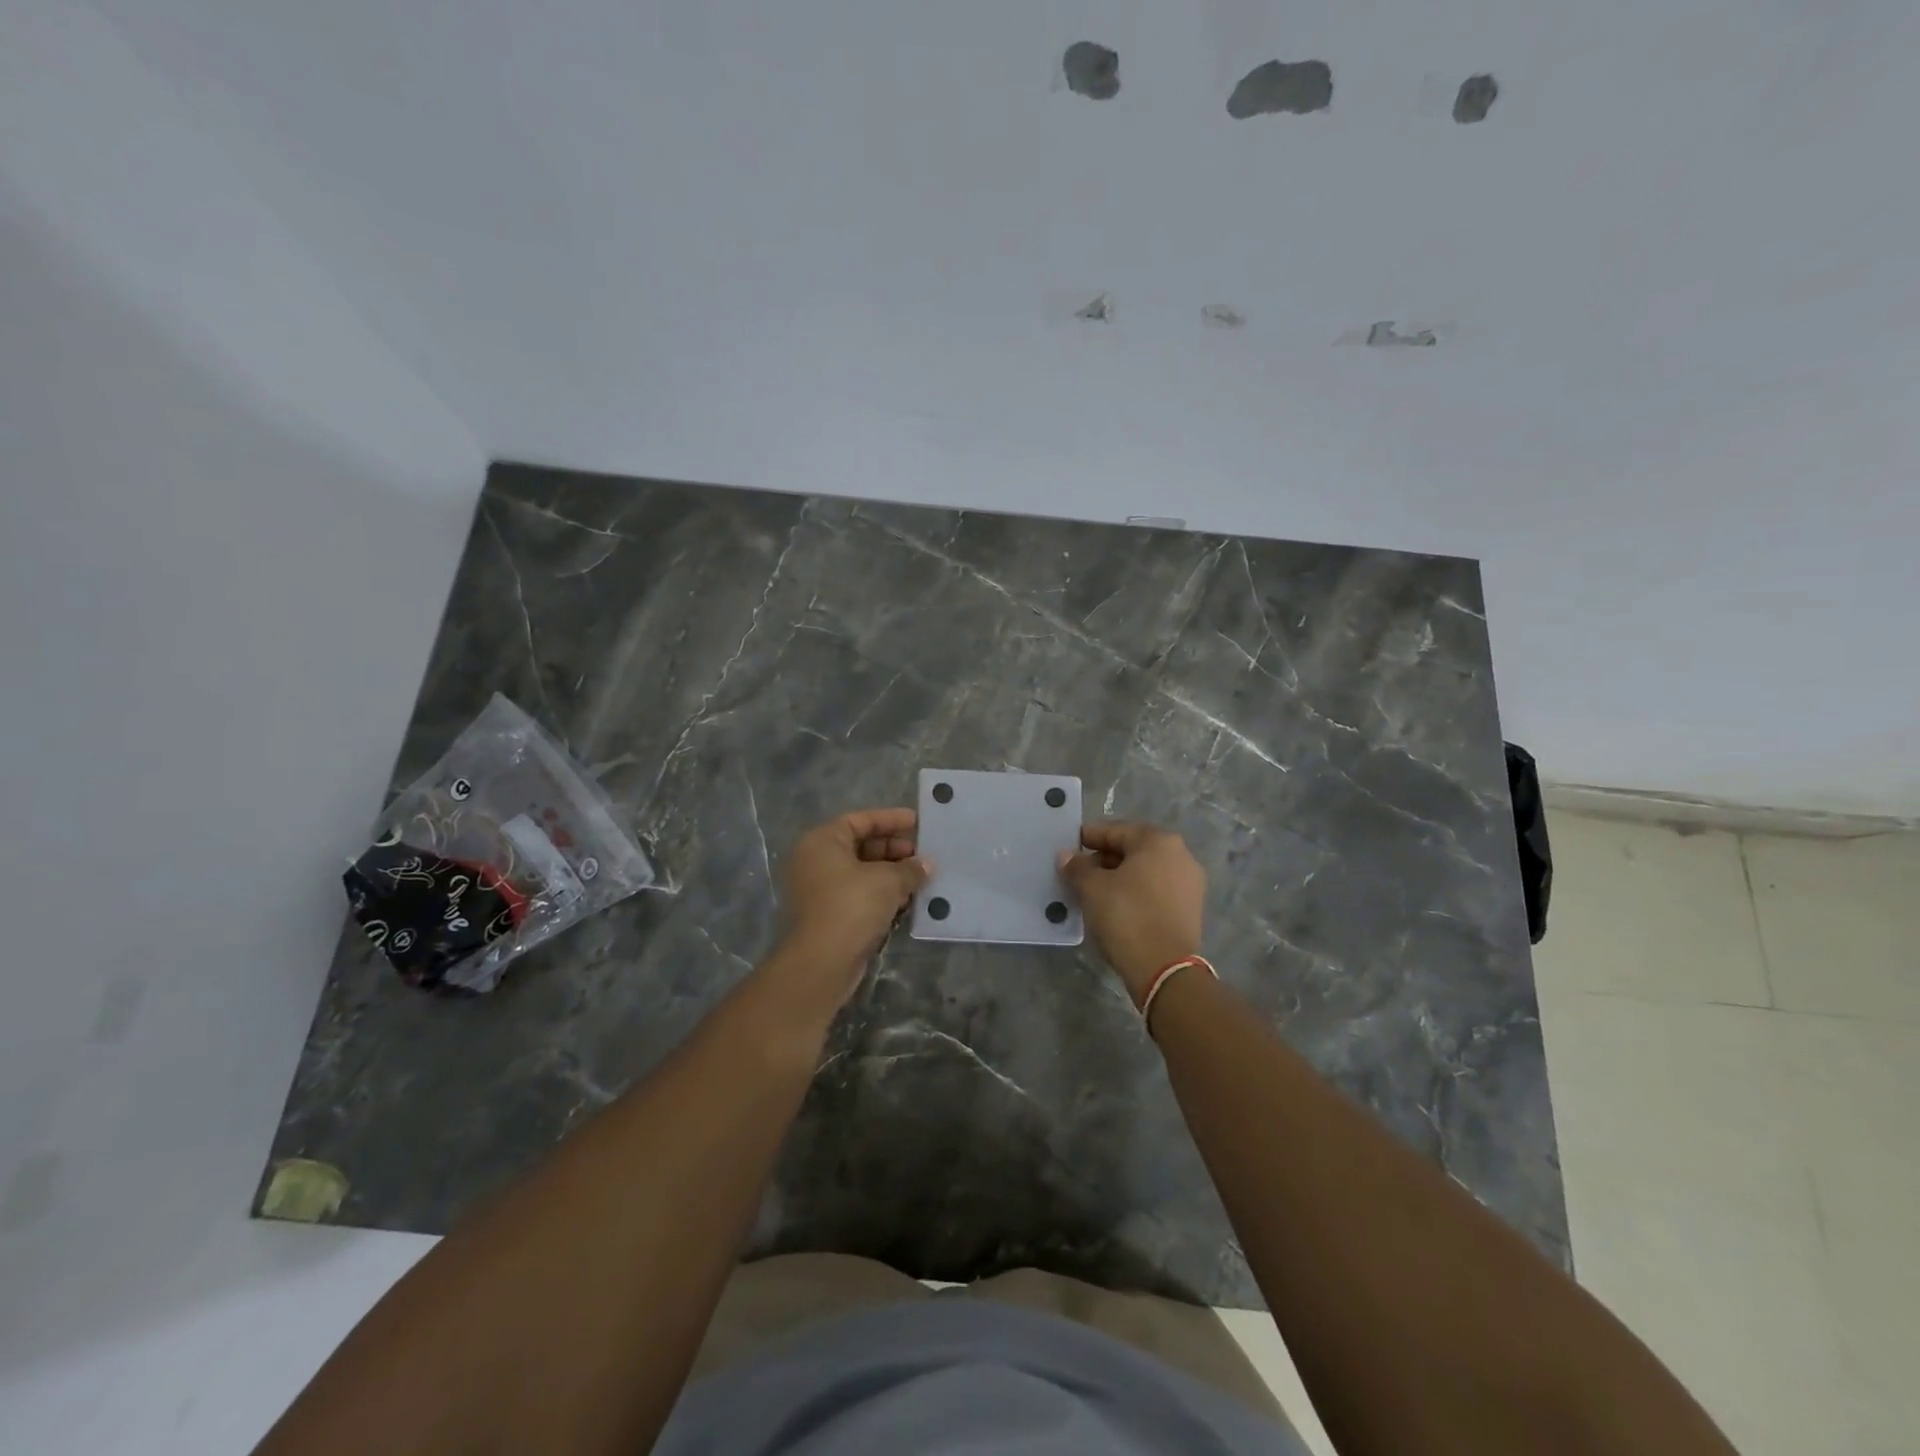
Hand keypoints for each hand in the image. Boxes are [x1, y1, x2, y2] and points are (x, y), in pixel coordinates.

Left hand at [771, 807, 928, 1006]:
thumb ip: (910, 869)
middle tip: (924, 855)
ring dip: (891, 874)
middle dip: (895, 850)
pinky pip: (859, 895)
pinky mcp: (828, 915)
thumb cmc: (852, 906)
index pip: (860, 820)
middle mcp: (816, 861)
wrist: (822, 962)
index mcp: (822, 842)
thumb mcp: (888, 881)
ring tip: (922, 878)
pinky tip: (907, 900)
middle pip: (861, 846)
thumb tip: (926, 865)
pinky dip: (881, 894)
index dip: (891, 820)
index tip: (918, 823)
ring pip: (862, 873)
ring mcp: (819, 890)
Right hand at [1059, 822, 1205, 1003]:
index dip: (1088, 837)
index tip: (1068, 847)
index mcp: (1159, 842)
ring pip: (1144, 872)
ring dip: (1118, 877)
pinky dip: (1134, 893)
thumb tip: (1066, 856)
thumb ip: (1077, 867)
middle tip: (1077, 872)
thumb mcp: (1092, 888)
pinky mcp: (1189, 910)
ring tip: (1092, 891)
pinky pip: (1155, 891)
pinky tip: (1114, 907)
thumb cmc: (1127, 916)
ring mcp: (1189, 884)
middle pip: (1132, 850)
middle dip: (1103, 859)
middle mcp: (1180, 856)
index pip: (1115, 831)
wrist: (1164, 970)